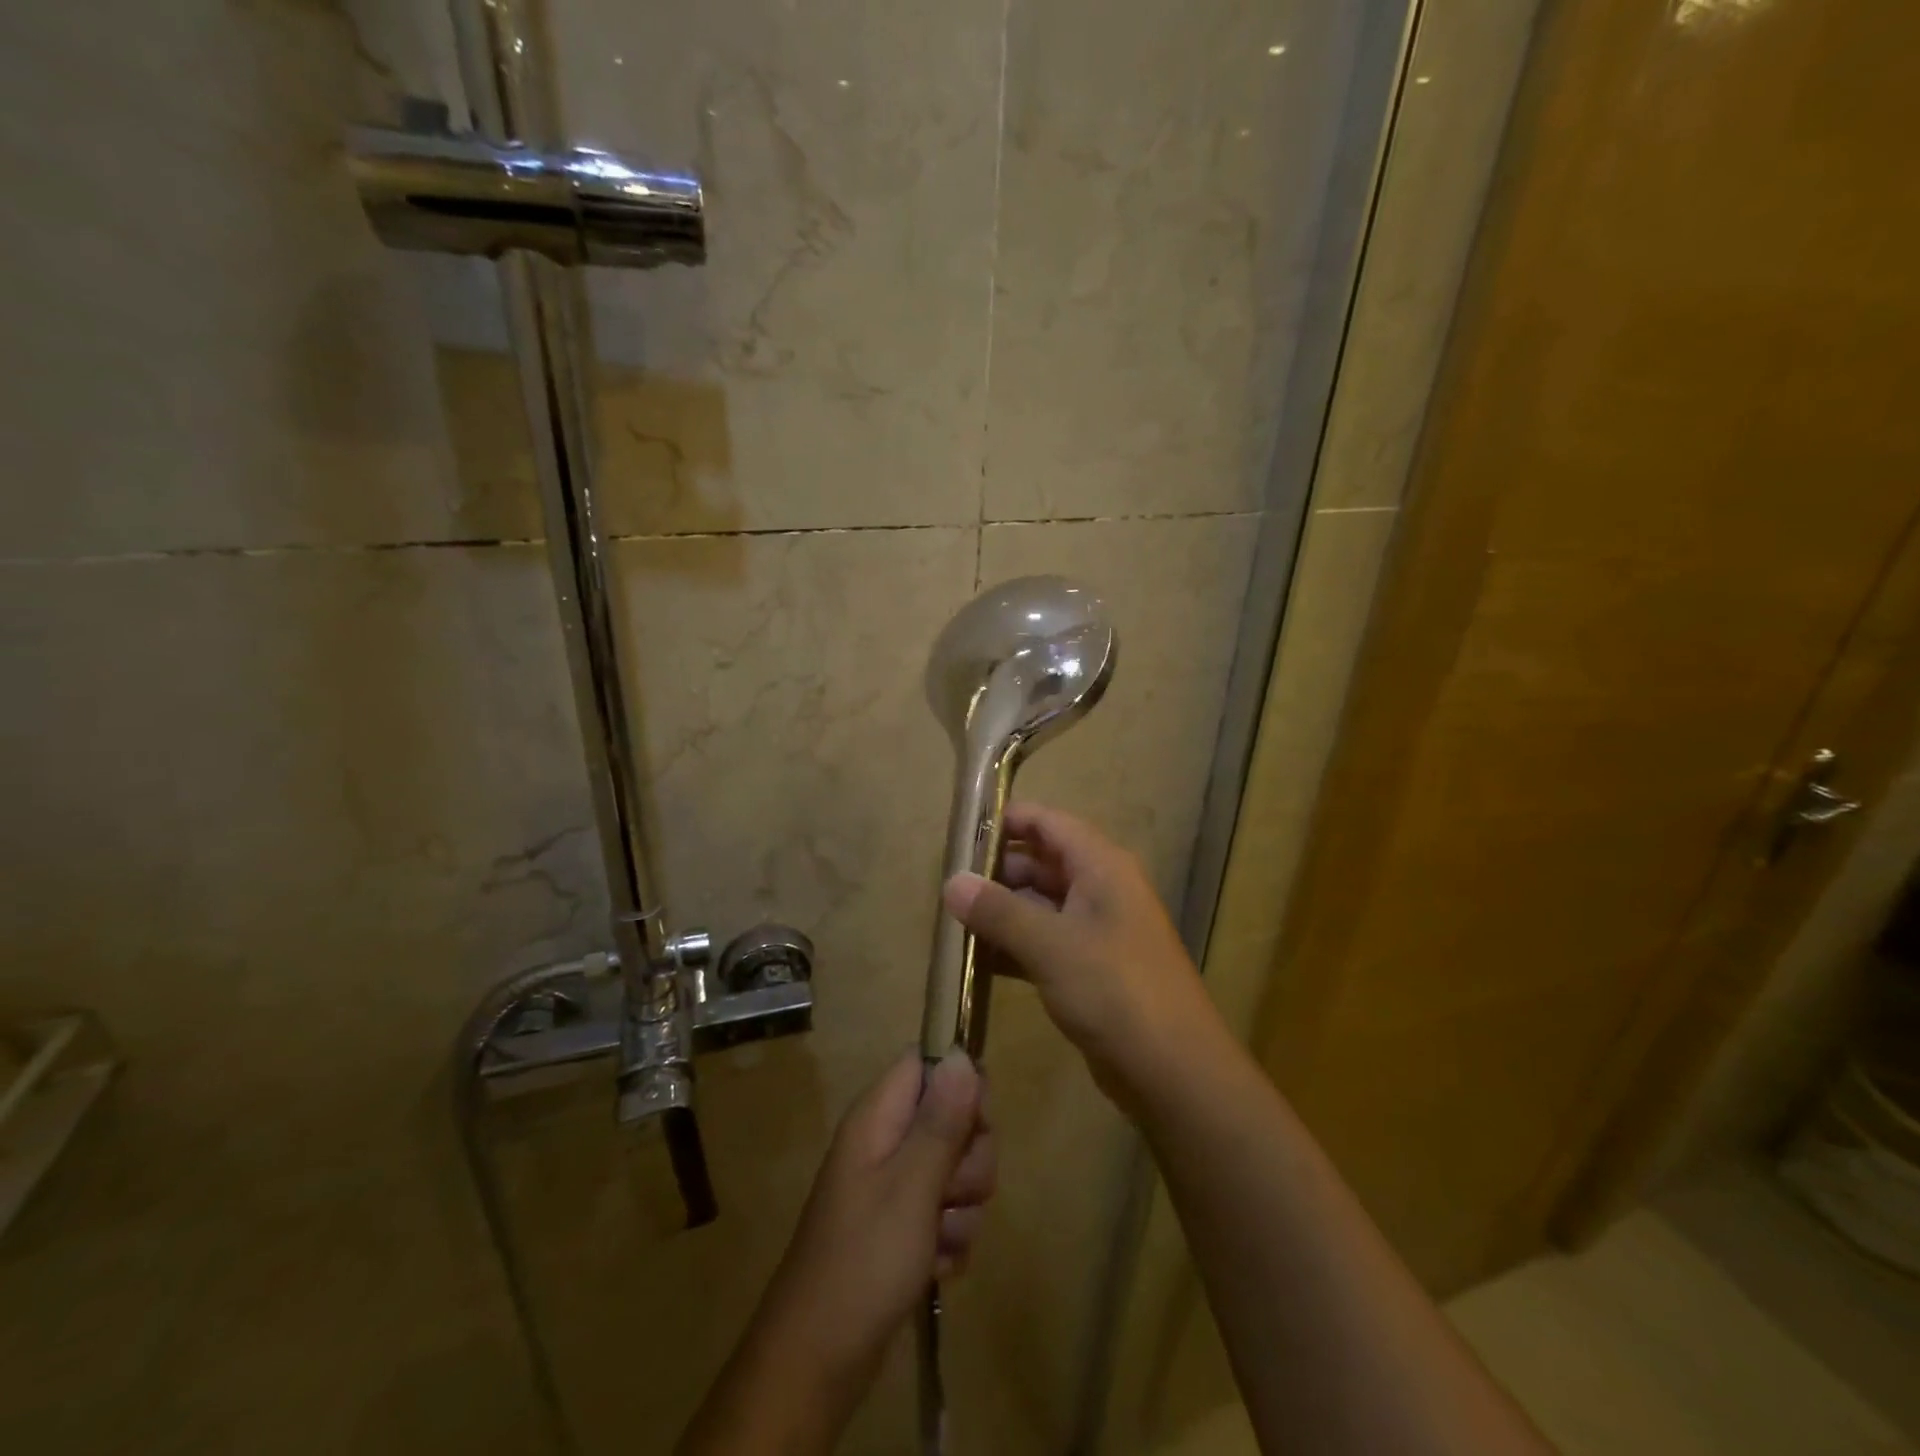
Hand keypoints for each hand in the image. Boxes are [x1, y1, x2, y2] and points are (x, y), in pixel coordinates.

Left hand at [763, 1049, 993, 1377]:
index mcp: (878, 1117)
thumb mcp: (911, 1186)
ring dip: (962, 1208)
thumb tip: (960, 1054)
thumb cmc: (864, 1261)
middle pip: (952, 1118)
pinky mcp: (902, 1227)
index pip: (927, 1064)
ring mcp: (893, 1186)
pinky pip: (947, 1214)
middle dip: (969, 1159)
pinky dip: (950, 1240)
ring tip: (938, 1240)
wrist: (818, 1362)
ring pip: (956, 1170)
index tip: (977, 1123)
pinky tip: (936, 1266)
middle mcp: (886, 1142)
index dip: (961, 1084)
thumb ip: (941, 1120)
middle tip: (951, 1192)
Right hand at [943, 801, 1226, 1111]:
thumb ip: (998, 911)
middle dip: (994, 874)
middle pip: (1040, 863)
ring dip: (1000, 913)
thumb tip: (951, 882)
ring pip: (1040, 905)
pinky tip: (976, 962)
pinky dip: (1014, 947)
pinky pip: (1045, 942)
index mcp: (1101, 866)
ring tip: (951, 924)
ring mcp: (1097, 930)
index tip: (959, 834)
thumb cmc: (1115, 992)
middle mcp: (1100, 888)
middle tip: (946, 889)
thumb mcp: (1051, 946)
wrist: (1174, 1072)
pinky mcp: (1091, 968)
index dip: (1005, 821)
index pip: (1047, 822)